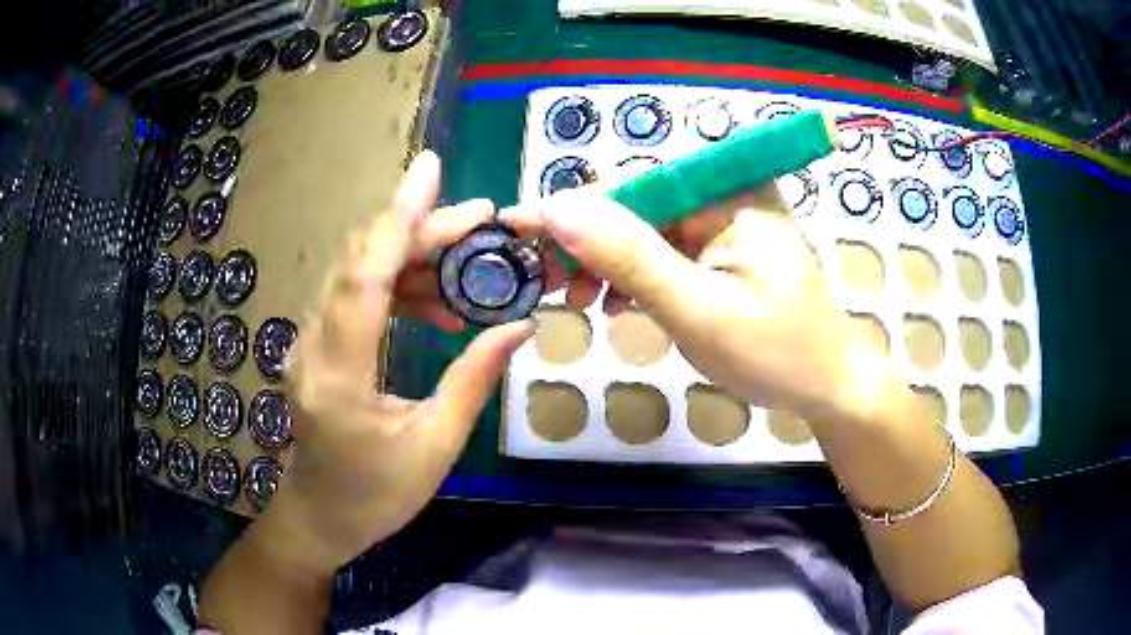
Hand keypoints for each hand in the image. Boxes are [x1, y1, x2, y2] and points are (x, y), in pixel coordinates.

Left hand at [265, 151, 533, 572]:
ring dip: (412, 256)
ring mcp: (309, 341)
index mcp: (339, 375)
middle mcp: (313, 344)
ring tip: (468, 263)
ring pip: (358, 272)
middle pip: (362, 260)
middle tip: (479, 221)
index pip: (365, 275)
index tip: (431, 169)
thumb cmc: (376, 495)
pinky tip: (437, 301)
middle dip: (420, 229)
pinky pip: (356, 295)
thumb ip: (473, 379)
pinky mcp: (318, 344)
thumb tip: (519, 324)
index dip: (399, 217)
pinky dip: (398, 285)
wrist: (321, 515)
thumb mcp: (434, 446)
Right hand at [502, 186, 890, 423]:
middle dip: (586, 243)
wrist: (827, 387)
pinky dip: (635, 275)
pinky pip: (666, 251)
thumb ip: (629, 256)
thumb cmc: (774, 353)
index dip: (571, 208)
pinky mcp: (724, 249)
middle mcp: (727, 194)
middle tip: (544, 282)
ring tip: (578, 302)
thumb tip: (559, 206)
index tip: (516, 228)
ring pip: (646, 230)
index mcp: (729, 193)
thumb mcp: (696, 309)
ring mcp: (726, 222)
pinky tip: (615, 304)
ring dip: (606, 263)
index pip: (633, 185)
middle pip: (637, 205)